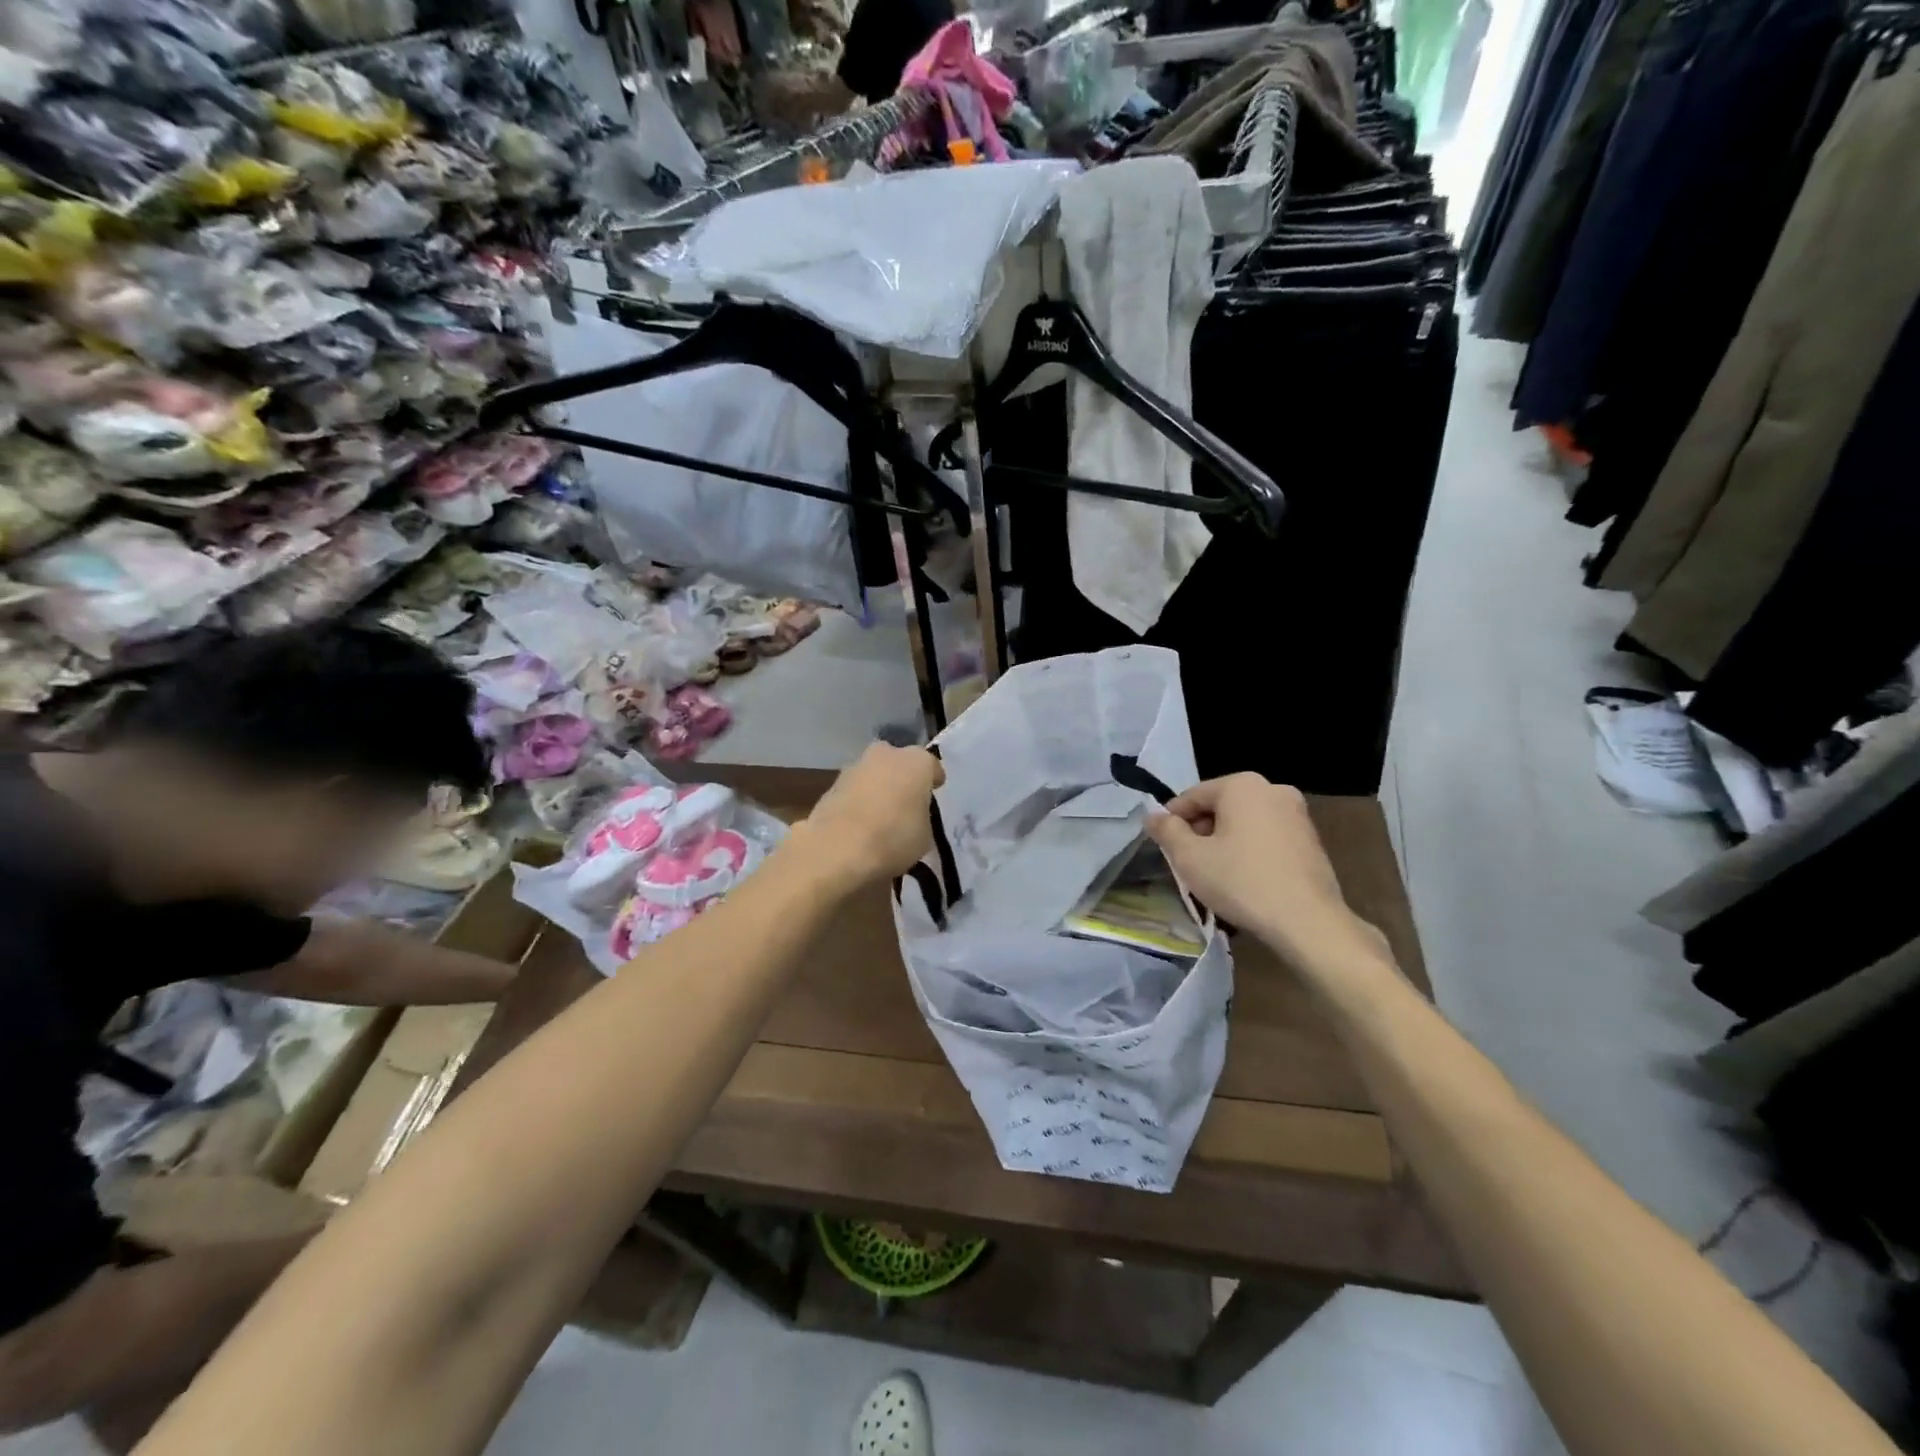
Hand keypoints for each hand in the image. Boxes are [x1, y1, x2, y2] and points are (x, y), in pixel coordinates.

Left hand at [798, 743, 945, 889]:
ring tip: (880, 817)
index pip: (931, 766)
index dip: (933, 781)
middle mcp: (885, 755)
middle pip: (898, 762)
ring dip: (877, 789)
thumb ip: (921, 817)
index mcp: (916, 762)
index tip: (934, 794)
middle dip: (902, 777)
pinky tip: (858, 825)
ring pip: (873, 774)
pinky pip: (853, 792)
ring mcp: (854, 767)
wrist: (837, 850)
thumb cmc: (894, 838)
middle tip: (906, 801)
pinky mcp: (830, 786)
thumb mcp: (925, 835)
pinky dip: (857, 803)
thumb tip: (912, 816)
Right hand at [1146, 774, 1387, 975]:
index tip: (1164, 847)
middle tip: (1188, 863)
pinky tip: (1244, 879)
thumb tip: (1153, 816)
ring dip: (1225, 842)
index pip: (1192, 796)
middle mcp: (1272, 789)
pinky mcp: (1311, 839)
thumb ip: (1166, 831)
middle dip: (1201, 831)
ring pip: (1244, 822)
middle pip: (1220, 806)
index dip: (1172, 821)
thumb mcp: (1190, 858)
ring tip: (1215, 874)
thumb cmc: (1241, 881)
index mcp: (1242, 785)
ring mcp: (1297, 813)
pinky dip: (1250, 850)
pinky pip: (1267, 836)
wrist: (1307, 921)